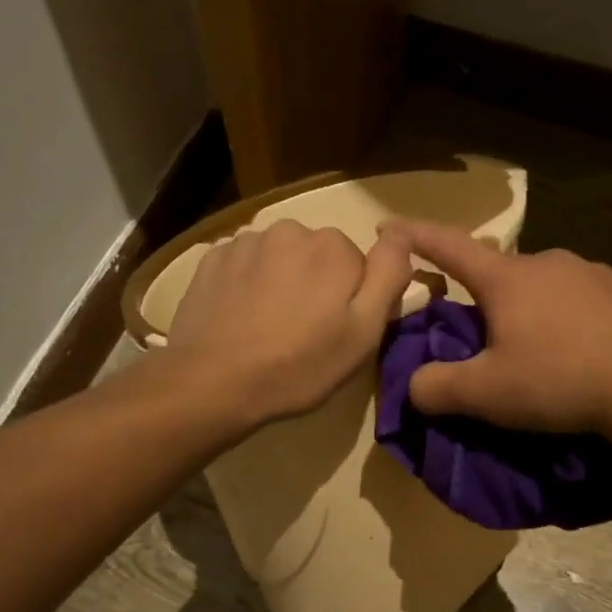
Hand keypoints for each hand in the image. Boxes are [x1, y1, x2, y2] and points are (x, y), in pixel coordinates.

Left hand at [164, 220, 414, 426]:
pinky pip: (243, 266)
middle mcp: (290, 230)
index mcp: (333, 247)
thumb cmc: (297, 366)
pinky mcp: (211, 258)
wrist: (213, 382)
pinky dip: (246, 285)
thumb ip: (389, 276)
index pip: (358, 265)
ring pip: (278, 259)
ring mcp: (245, 241)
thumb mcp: (363, 333)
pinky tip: (239, 319)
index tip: (337, 332)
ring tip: (266, 328)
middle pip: (317, 256)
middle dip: (315, 286)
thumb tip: (401, 235)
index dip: (352, 299)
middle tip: (302, 334)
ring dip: (279, 283)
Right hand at [393, 220, 611, 436]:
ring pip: (545, 286)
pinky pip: (583, 301)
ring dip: (530, 309)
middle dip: (483, 296)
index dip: (415, 238)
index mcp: (507, 278)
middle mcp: (549, 262)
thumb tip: (413, 386)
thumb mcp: (485, 394)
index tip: (389, 228)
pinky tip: (579, 352)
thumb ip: (437, 388)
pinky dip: (569, 320)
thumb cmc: (558, 380)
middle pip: (500, 272)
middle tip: (479, 335)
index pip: (449, 247)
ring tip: (535, 351)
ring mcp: (594, 274)